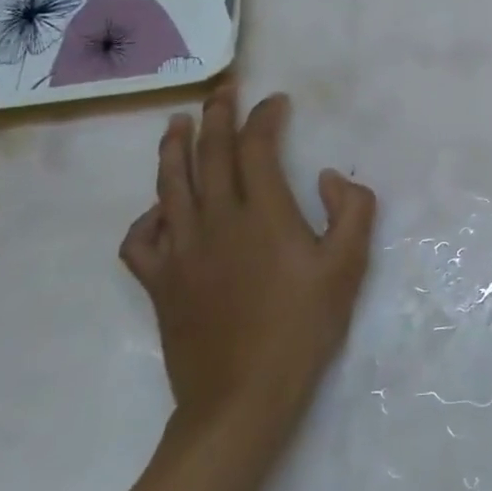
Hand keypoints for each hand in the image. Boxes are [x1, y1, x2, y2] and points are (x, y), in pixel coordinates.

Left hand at [120, 88, 375, 438]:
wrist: (243, 399)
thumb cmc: (302, 329)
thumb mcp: (348, 266)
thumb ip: (351, 209)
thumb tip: (327, 176)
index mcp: (262, 213)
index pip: (256, 146)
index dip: (264, 117)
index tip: (275, 101)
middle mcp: (216, 220)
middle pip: (209, 154)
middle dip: (215, 116)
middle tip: (221, 92)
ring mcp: (181, 251)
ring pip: (169, 185)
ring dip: (173, 148)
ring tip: (176, 123)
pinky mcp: (160, 283)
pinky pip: (140, 240)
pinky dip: (145, 217)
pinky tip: (157, 210)